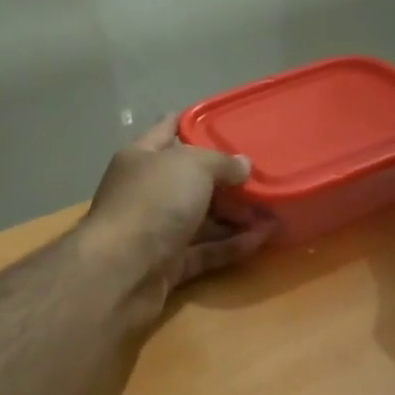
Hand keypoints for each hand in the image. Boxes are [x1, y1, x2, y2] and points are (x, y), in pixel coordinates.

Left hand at [81, 114, 272, 321]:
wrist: (121, 272)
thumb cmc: (153, 203)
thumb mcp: (193, 166)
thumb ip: (222, 162)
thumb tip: (244, 165)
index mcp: (142, 158)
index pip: (168, 130)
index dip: (194, 123)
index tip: (226, 122)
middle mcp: (147, 192)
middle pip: (191, 180)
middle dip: (227, 180)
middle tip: (264, 177)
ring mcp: (156, 231)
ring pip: (201, 219)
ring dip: (236, 216)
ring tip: (274, 211)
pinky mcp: (168, 266)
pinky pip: (205, 251)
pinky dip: (231, 246)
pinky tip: (263, 239)